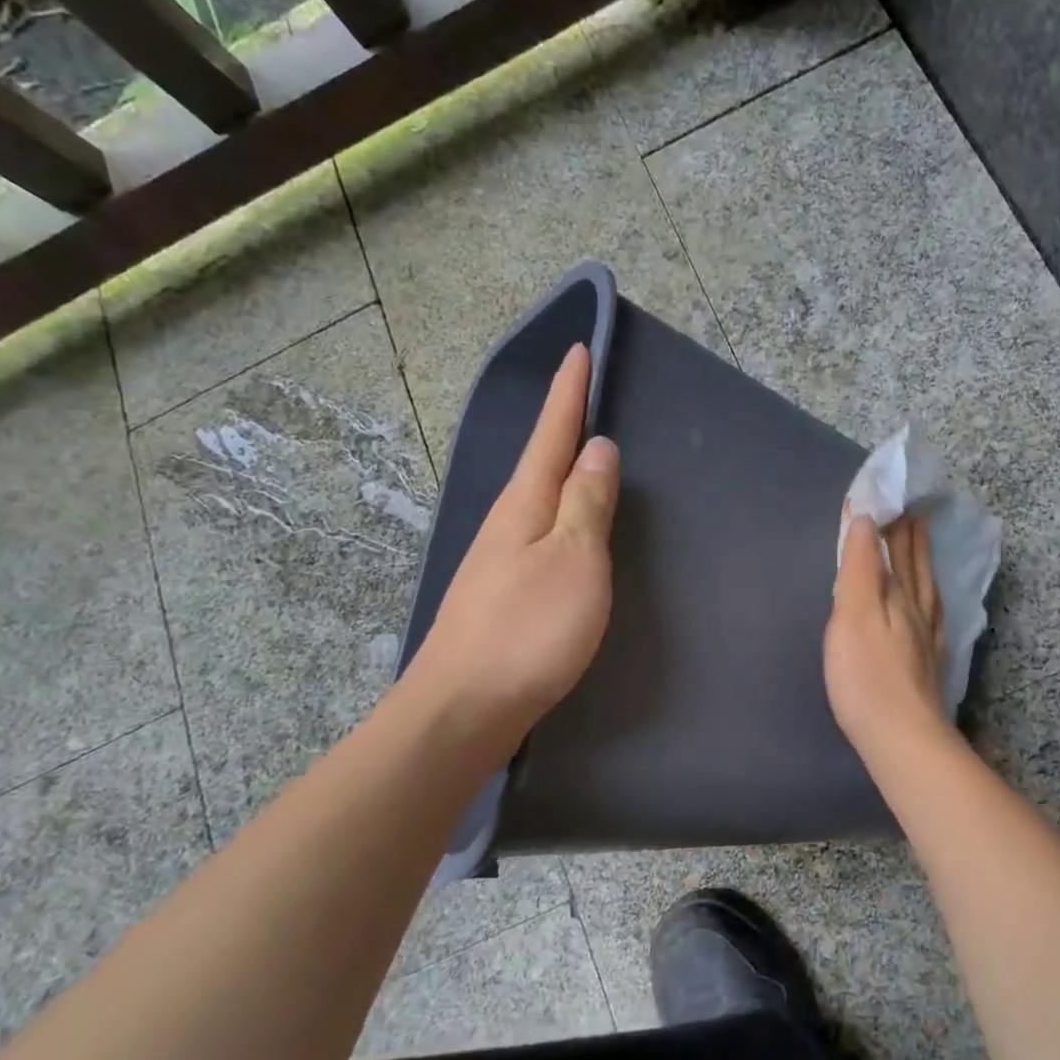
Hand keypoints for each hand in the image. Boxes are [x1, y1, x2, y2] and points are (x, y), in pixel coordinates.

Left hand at [402, 344, 618, 761]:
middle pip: (539, 461)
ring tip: (583, 452)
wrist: (463, 709)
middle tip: (586, 393)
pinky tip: (564, 525)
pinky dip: (557, 512)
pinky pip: (537, 532)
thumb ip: (587, 503)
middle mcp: (506, 523)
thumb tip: (596, 448)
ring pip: (536, 498)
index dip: (568, 393)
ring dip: (559, 469)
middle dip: (562, 424)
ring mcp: (498, 560)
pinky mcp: (501, 593)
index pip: (551, 435)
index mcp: (524, 505)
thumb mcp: (573, 560)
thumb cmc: (528, 631)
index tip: (578, 350)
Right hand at [825, 513, 949, 761]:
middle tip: (911, 510)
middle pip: (916, 566)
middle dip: (910, 536)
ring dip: (922, 562)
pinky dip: (930, 599)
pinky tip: (931, 605)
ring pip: (927, 589)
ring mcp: (927, 639)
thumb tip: (866, 521)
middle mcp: (918, 611)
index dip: (889, 523)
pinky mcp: (928, 665)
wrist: (902, 739)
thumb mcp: (853, 615)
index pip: (894, 549)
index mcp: (899, 595)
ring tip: (921, 543)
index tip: (887, 496)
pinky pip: (933, 617)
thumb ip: (860, 568)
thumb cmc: (866, 677)